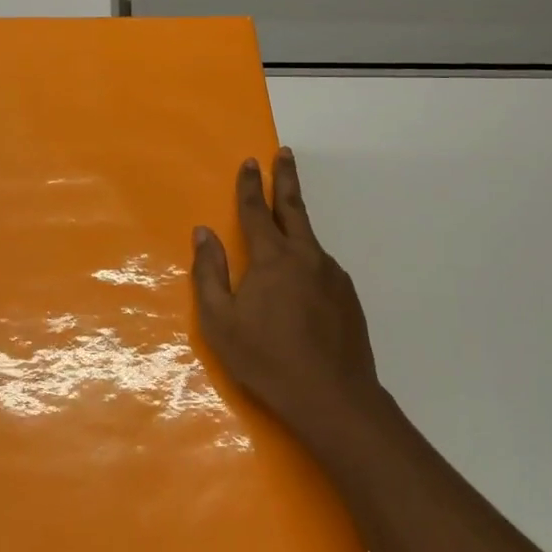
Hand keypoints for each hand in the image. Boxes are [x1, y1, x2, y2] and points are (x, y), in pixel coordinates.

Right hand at [192, 149, 383, 455]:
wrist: (333, 398)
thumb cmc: (266, 359)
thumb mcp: (221, 320)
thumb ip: (209, 272)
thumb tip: (203, 233)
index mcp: (272, 258)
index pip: (257, 211)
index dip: (250, 186)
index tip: (249, 162)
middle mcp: (306, 257)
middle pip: (294, 208)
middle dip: (286, 178)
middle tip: (285, 153)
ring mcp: (333, 276)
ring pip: (310, 239)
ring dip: (297, 221)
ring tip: (287, 219)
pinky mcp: (348, 297)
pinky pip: (322, 267)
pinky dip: (308, 259)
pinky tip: (303, 280)